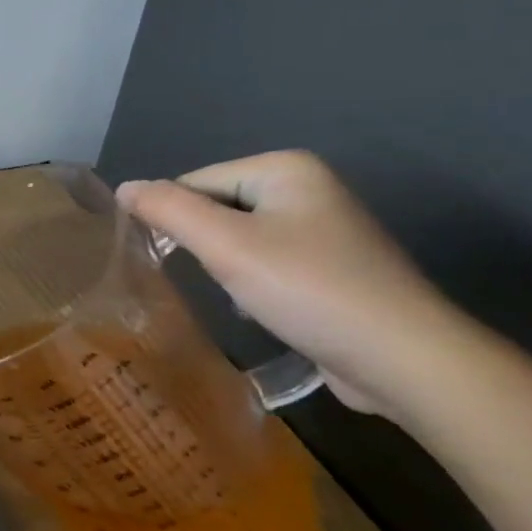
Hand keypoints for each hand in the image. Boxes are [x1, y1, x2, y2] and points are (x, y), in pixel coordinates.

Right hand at [116, 151, 459, 418]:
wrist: (408, 362)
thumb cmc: (309, 289)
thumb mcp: (225, 245)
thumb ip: (167, 209)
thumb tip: (124, 187)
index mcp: (285, 168)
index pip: (193, 183)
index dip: (176, 221)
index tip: (176, 260)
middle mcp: (308, 187)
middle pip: (216, 209)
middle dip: (206, 247)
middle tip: (219, 280)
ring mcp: (326, 228)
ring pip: (239, 239)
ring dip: (228, 269)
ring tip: (244, 299)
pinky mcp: (335, 268)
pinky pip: (269, 263)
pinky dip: (256, 285)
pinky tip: (267, 310)